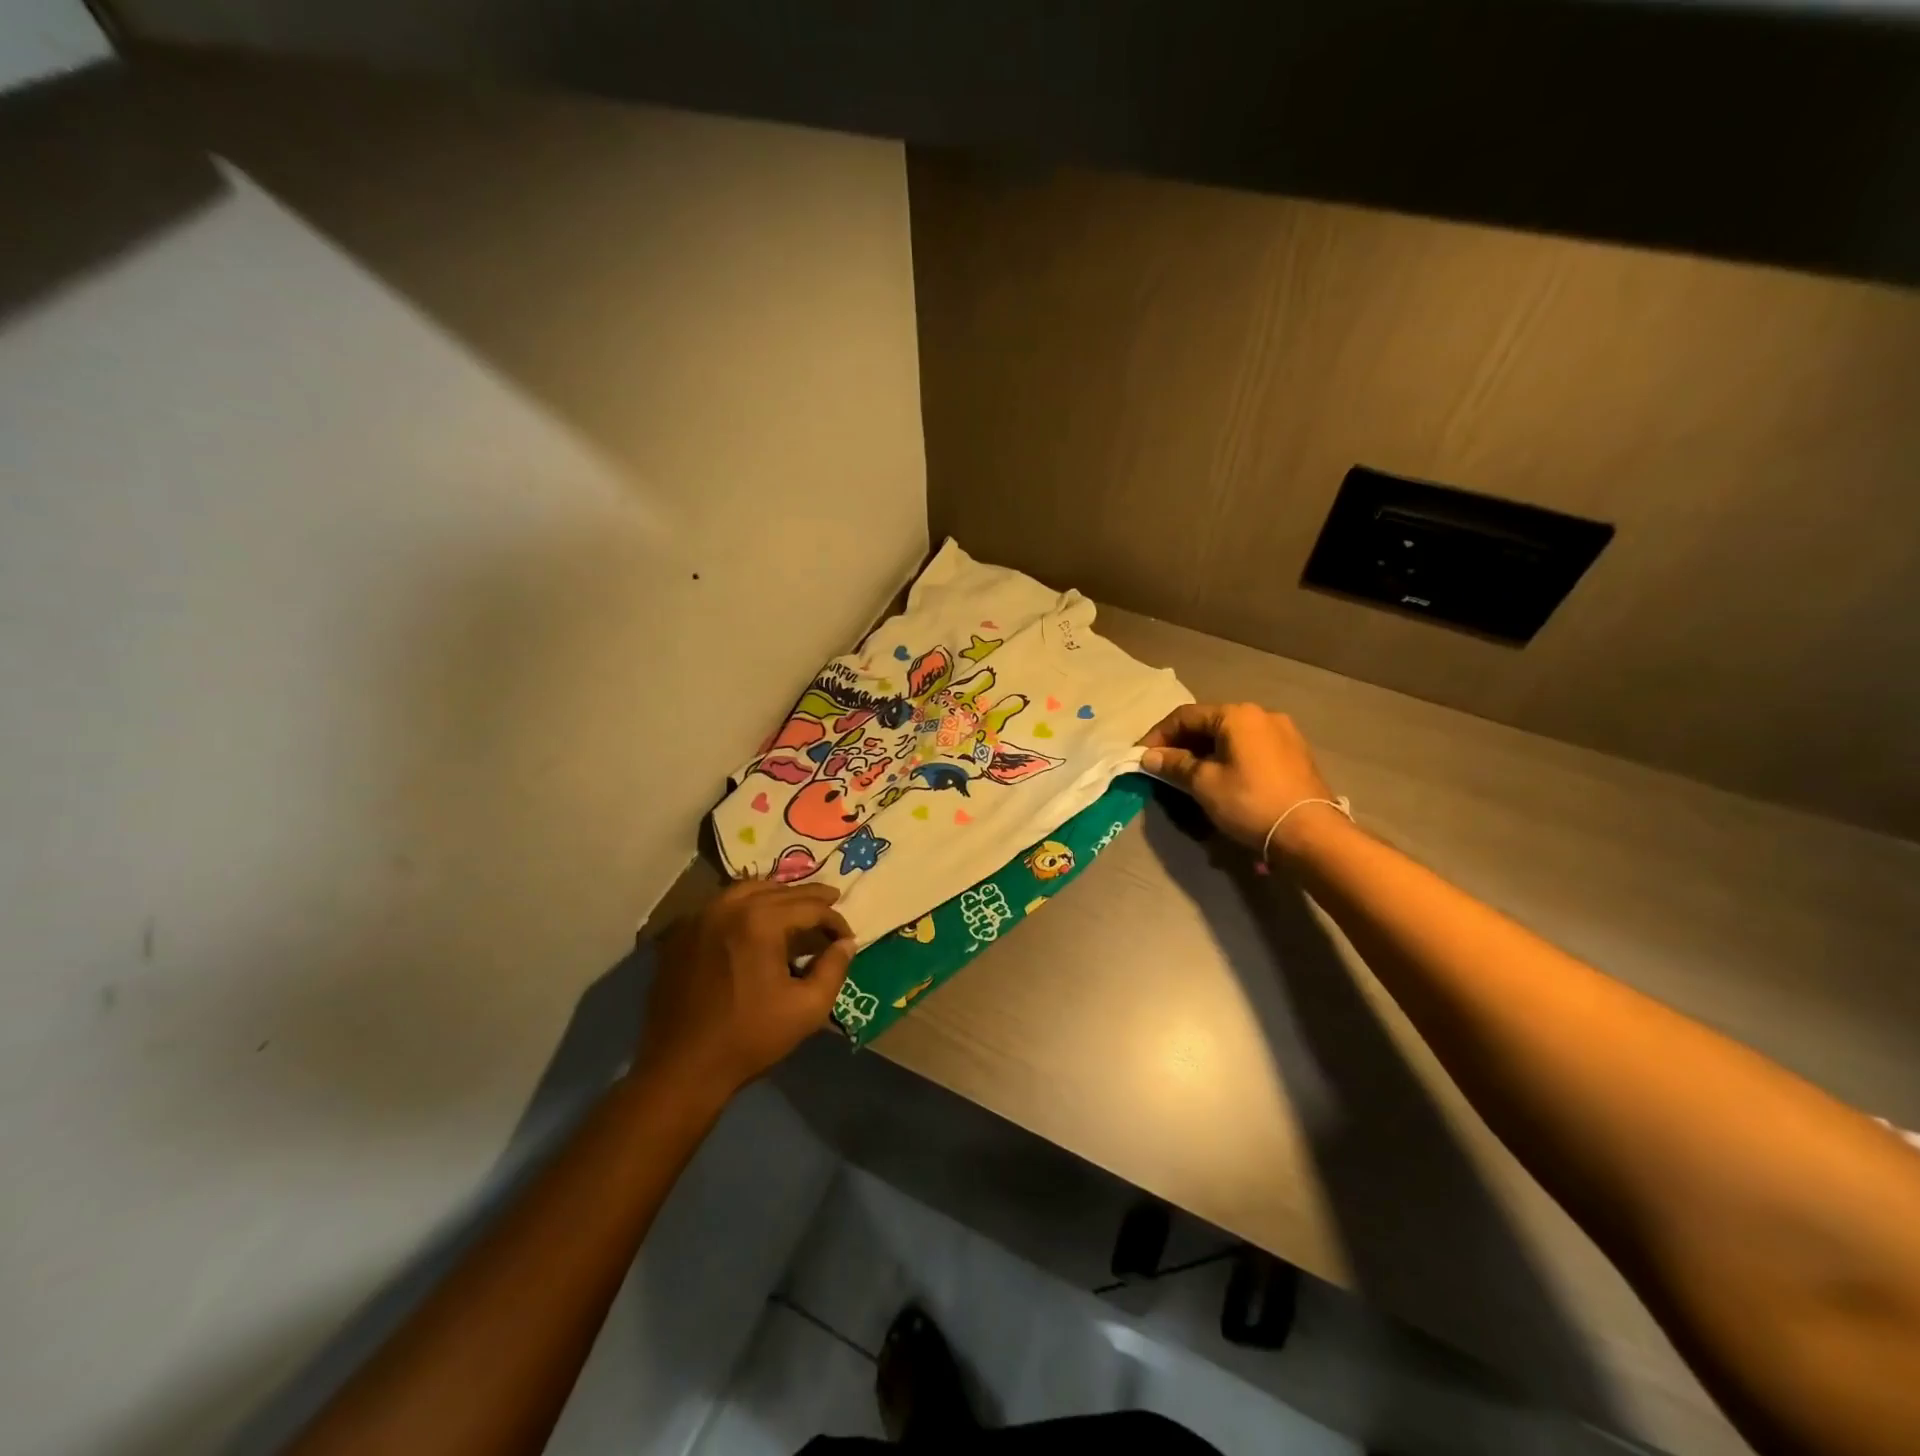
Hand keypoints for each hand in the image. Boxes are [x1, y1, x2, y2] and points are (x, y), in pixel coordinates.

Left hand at [637, 880, 855, 1103]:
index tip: (847, 938)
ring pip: (747, 890)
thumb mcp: (808, 1008)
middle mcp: (728, 907)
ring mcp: (699, 918)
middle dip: (809, 899)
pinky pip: (720, 906)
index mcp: (760, 921)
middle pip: (779, 891)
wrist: (681, 1069)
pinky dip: (745, 905)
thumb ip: (834, 969)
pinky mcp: (681, 935)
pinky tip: (755, 922)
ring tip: (795, 907)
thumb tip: (847, 943)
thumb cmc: (749, 1038)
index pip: (810, 907)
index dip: (835, 920)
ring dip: (777, 895)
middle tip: (832, 902)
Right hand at [1139, 702, 1338, 854]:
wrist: (1310, 834)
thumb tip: (1149, 756)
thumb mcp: (1204, 784)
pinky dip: (1229, 759)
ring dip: (1205, 752)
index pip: (1185, 716)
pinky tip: (1221, 779)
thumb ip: (1175, 764)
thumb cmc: (1250, 802)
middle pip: (1210, 723)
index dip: (1158, 735)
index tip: (1140, 757)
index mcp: (1237, 715)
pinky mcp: (1295, 755)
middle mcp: (1262, 715)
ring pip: (1231, 737)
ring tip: (1189, 776)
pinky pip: (1251, 749)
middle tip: (1162, 767)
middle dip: (1182, 744)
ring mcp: (1283, 733)